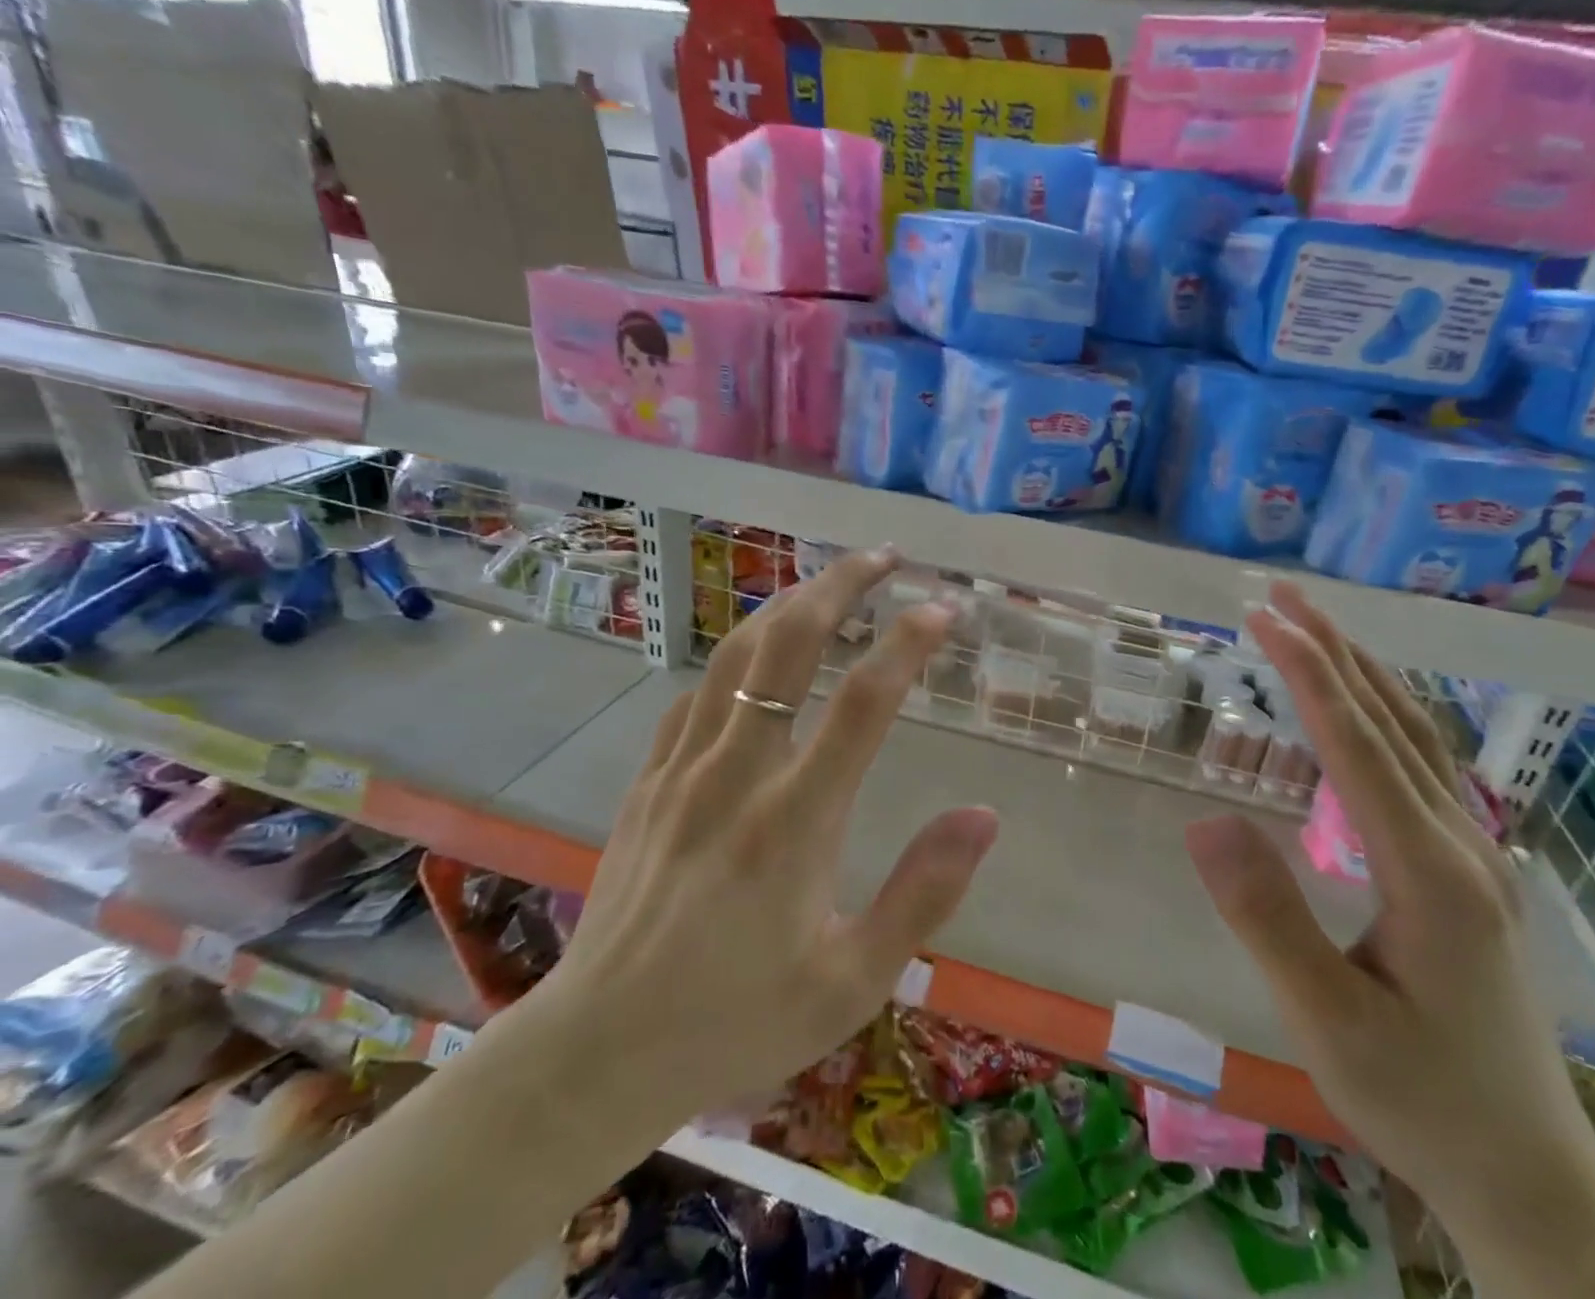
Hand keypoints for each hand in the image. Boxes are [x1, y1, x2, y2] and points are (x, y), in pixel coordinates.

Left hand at [529, 547, 997, 1138]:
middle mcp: (737, 773)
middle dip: (840, 586)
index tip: (942, 608)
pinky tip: (754, 658)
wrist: (596, 1053)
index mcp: (795, 819)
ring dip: (786, 605)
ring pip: (736, 655)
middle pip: (789, 646)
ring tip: (826, 583)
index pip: (864, 703)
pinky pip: (696, 695)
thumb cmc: (735, 1021)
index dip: (907, 644)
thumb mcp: (851, 981)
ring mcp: (683, 769)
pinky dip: (735, 658)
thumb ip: (923, 893)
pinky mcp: (648, 781)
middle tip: (883, 556)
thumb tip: (984, 816)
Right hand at [1184, 582, 1594, 1223]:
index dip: (1310, 677)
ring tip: (1315, 627)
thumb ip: (1268, 918)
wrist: (1524, 1172)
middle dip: (1335, 652)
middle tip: (1281, 596)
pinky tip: (1363, 708)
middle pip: (1395, 724)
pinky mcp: (1470, 870)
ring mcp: (1476, 855)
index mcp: (1432, 874)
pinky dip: (1386, 713)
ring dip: (1364, 673)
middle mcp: (1464, 846)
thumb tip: (1205, 820)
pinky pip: (1425, 766)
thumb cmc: (1417, 1097)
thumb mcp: (1329, 1021)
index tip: (1265, 620)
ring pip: (1418, 739)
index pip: (1361, 749)